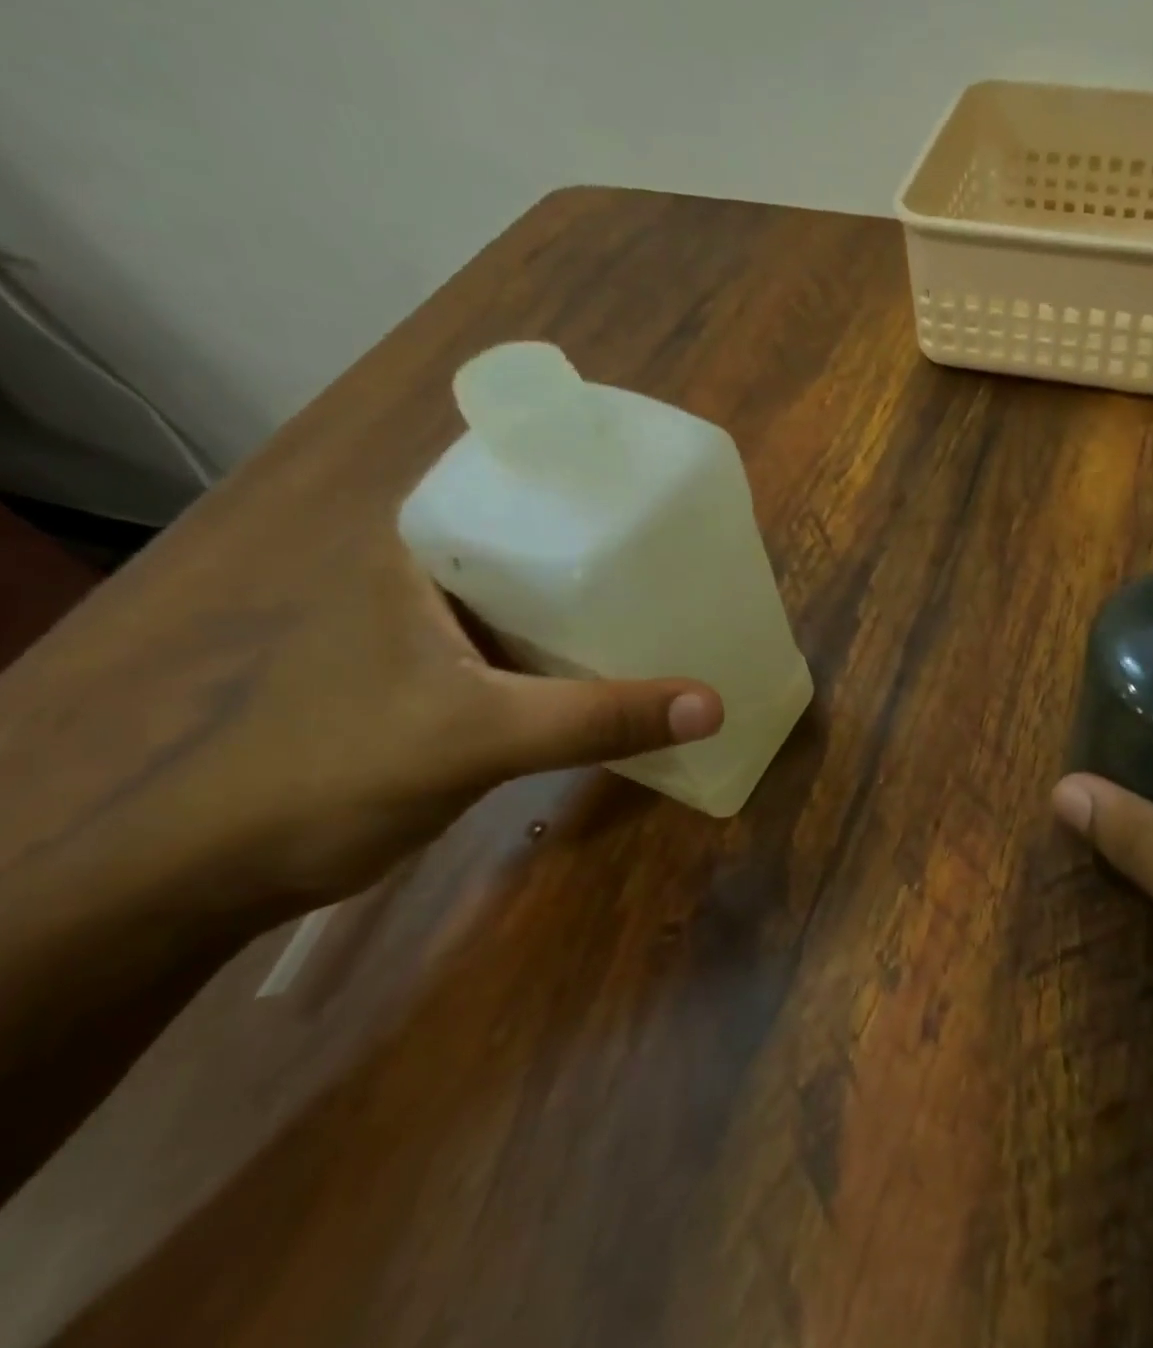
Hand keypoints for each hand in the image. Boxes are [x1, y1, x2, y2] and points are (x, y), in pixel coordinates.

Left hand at [0, 528, 721, 934]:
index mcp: (419, 553)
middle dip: (613, 550)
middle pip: (541, 545)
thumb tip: (714, 705)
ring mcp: (441, 633)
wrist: (242, 861)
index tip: (665, 496)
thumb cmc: (344, 768)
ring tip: (678, 603)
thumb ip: (599, 719)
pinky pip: (535, 653)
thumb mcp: (484, 735)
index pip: (517, 486)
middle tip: (692, 554)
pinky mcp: (453, 682)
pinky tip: (630, 669)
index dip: (592, 486)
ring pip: (540, 603)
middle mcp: (431, 580)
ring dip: (600, 608)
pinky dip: (580, 658)